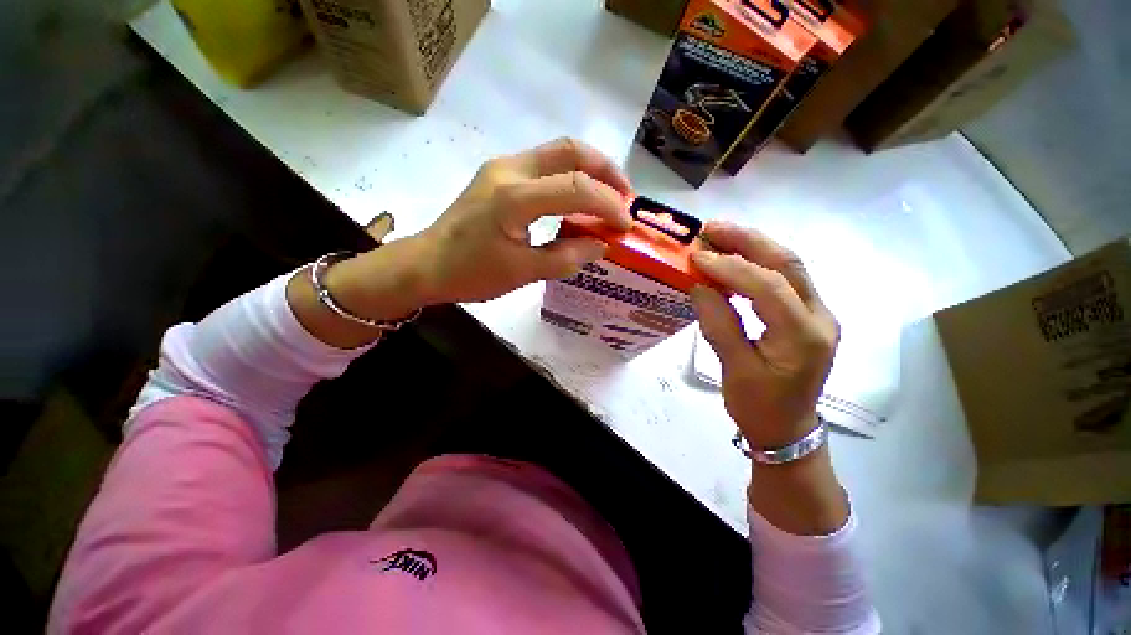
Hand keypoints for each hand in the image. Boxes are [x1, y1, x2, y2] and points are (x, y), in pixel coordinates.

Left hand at [413, 137, 633, 303]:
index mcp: (514, 198)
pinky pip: (544, 164)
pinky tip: (578, 198)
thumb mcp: (523, 272)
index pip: (576, 189)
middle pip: (570, 150)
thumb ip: (566, 257)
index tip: (626, 225)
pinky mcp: (499, 173)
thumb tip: (601, 244)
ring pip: (558, 152)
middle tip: (625, 196)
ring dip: (590, 170)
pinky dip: (570, 176)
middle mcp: (509, 169)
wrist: (426, 264)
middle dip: (606, 170)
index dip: (608, 204)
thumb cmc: (471, 274)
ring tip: (609, 196)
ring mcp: (502, 166)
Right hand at [690, 222, 838, 450]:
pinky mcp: (807, 314)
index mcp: (803, 336)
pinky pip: (783, 278)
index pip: (768, 286)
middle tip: (711, 228)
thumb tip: (699, 285)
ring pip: (789, 265)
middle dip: (747, 240)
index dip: (729, 267)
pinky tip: (733, 259)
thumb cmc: (759, 406)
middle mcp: (820, 316)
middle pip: (787, 263)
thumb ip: (718, 324)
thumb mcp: (733, 370)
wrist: (787, 428)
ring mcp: (818, 313)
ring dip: (753, 246)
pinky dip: (756, 263)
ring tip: (719, 235)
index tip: (696, 257)